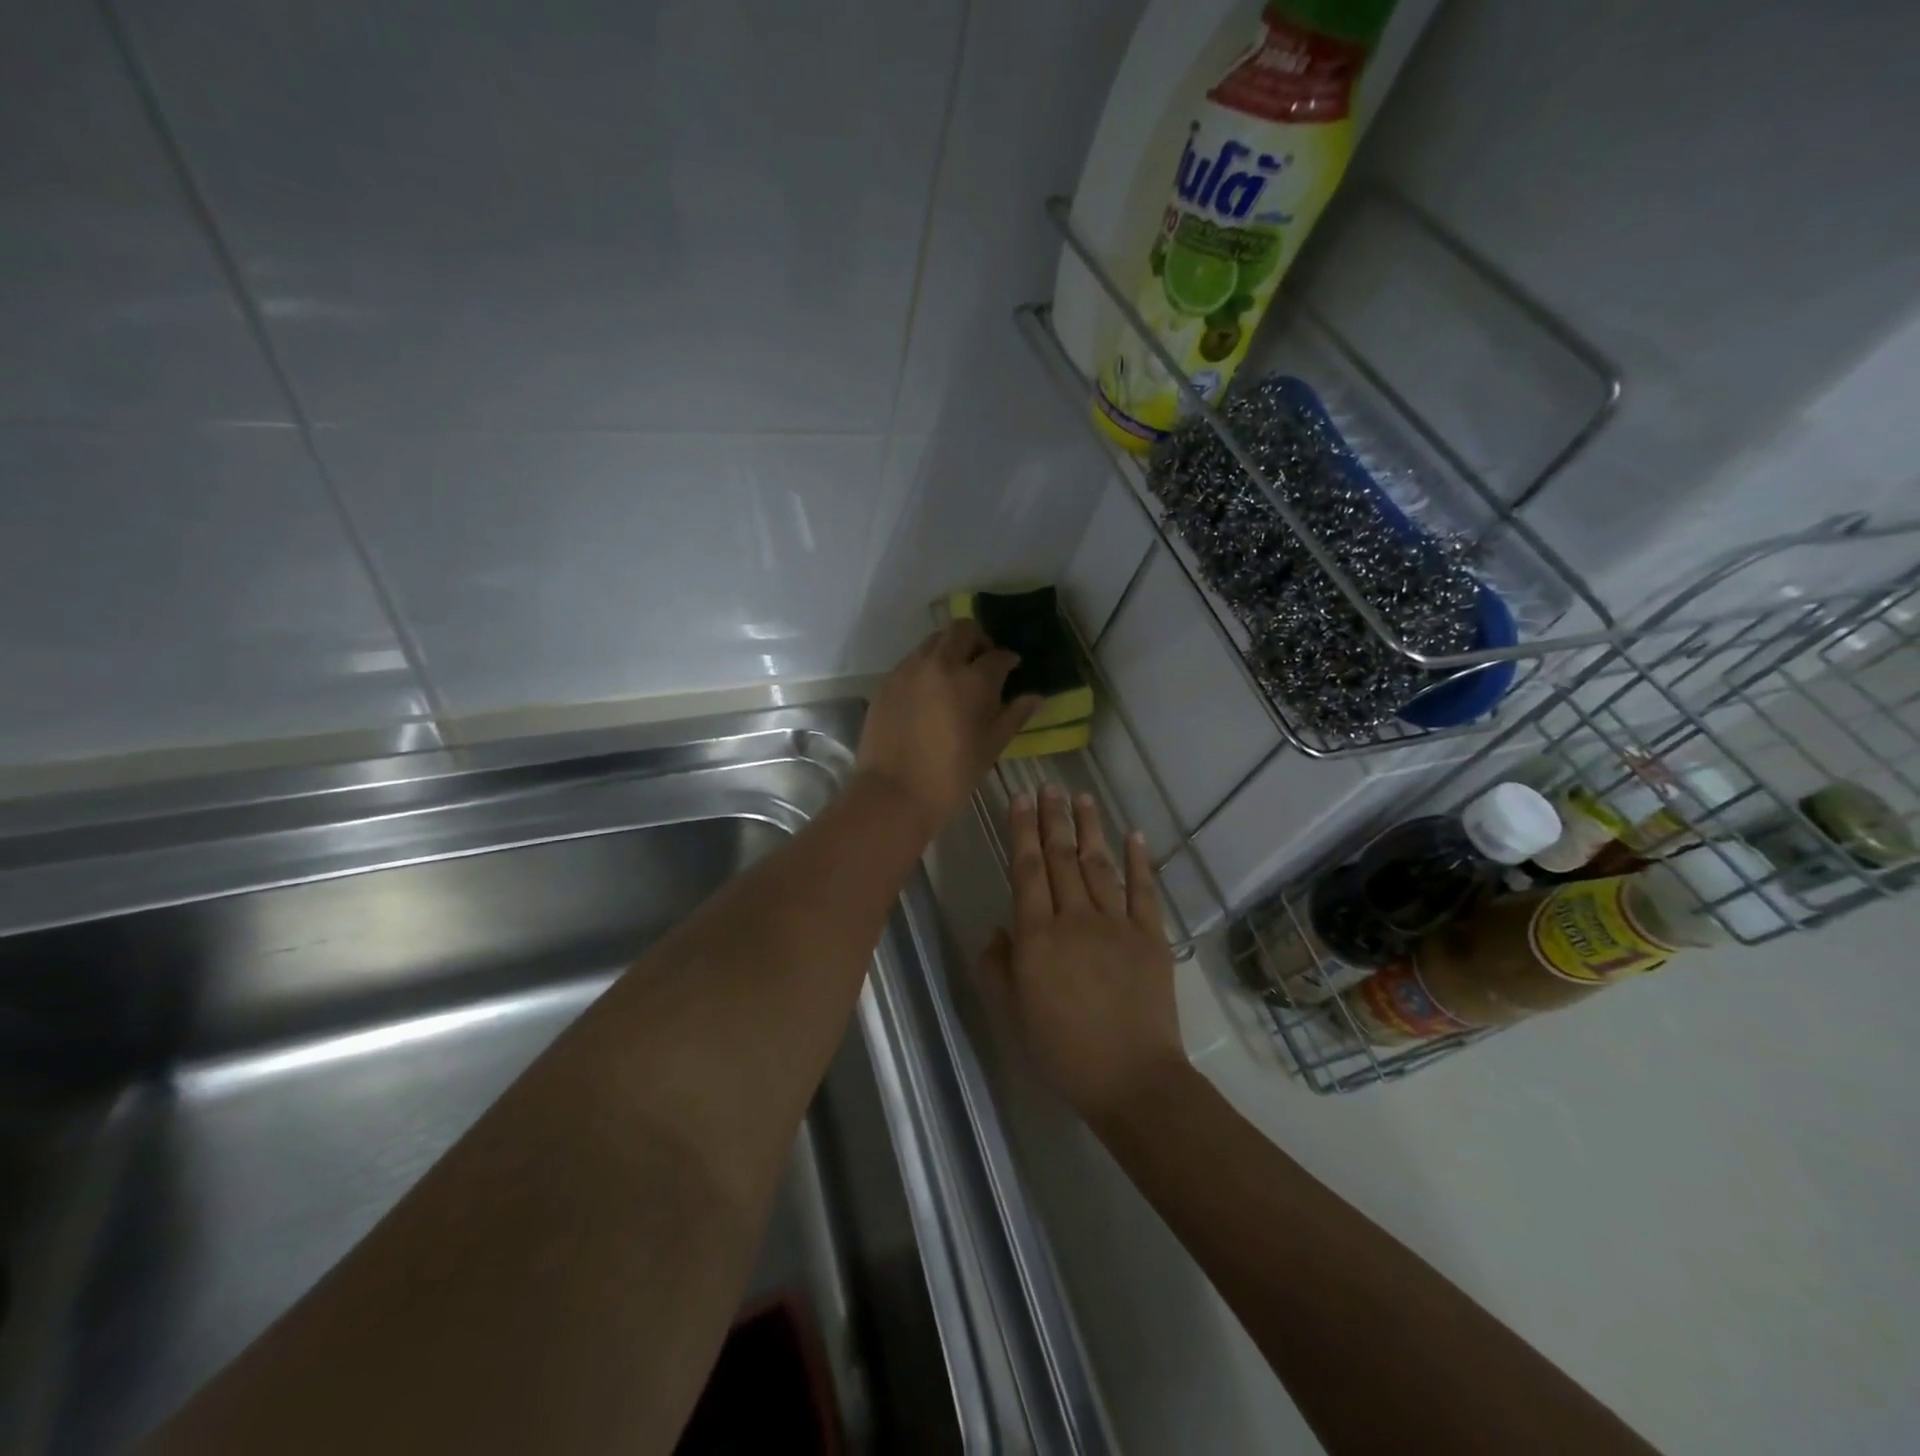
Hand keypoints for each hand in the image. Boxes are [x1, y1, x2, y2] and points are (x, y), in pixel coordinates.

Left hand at [857, 620, 1039, 834]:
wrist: (894, 793)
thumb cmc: (951, 776)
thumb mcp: (990, 747)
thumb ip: (1013, 716)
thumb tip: (1035, 697)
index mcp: (973, 680)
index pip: (997, 656)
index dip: (1008, 660)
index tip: (1011, 668)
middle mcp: (941, 664)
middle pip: (962, 629)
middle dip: (978, 639)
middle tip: (983, 661)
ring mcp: (909, 670)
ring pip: (934, 640)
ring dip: (950, 648)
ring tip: (955, 675)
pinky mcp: (887, 682)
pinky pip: (912, 660)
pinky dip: (926, 665)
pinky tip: (930, 691)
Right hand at [980, 786, 1185, 1127]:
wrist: (1131, 1079)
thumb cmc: (1062, 1051)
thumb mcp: (1012, 1014)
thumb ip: (997, 967)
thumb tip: (999, 928)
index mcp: (1036, 936)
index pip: (1026, 869)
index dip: (1022, 830)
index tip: (1020, 798)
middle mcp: (1074, 918)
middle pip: (1060, 857)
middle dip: (1053, 817)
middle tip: (1049, 785)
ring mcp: (1117, 924)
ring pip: (1098, 865)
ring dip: (1089, 829)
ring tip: (1083, 797)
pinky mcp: (1150, 936)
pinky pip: (1142, 890)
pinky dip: (1138, 861)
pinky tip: (1133, 835)